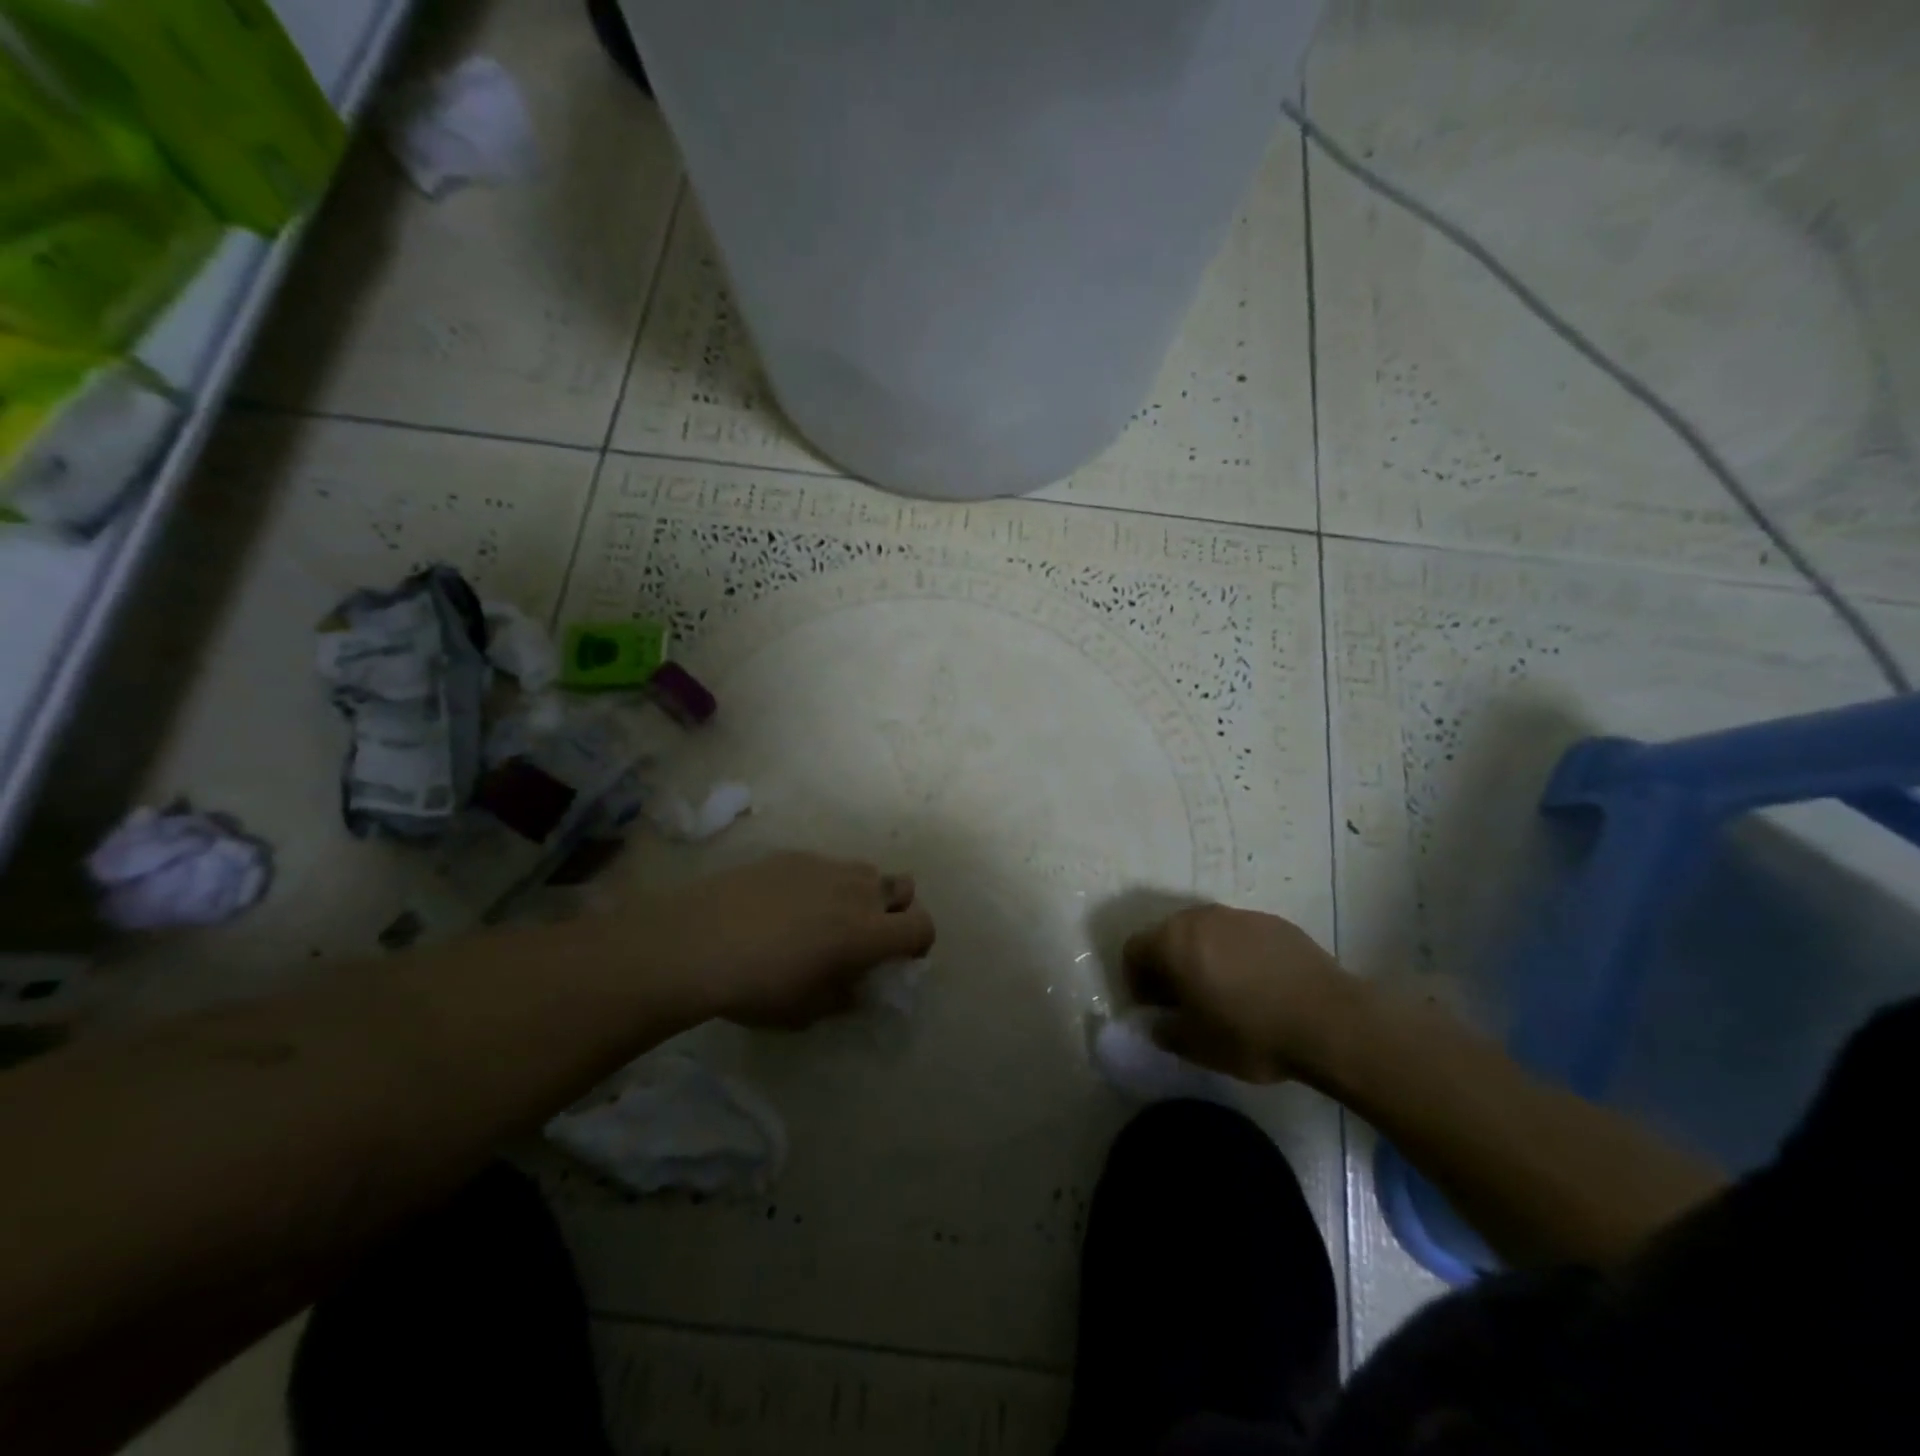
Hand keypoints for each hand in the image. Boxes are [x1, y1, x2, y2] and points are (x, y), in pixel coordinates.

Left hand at [651, 853, 935, 1028]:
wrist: (697, 941)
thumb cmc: (758, 987)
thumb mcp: (807, 1011)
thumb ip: (843, 996)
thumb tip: (854, 986)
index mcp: (868, 933)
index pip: (921, 926)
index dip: (919, 942)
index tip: (901, 957)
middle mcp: (857, 891)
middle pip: (904, 887)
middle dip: (897, 909)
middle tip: (868, 933)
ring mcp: (825, 867)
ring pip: (866, 872)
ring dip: (863, 893)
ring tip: (829, 915)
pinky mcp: (794, 856)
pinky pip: (826, 866)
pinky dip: (824, 883)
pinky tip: (787, 904)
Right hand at [1122, 905, 1360, 1082]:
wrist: (1330, 1020)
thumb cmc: (1251, 1033)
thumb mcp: (1197, 1046)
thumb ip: (1166, 1031)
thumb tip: (1159, 1023)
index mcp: (1173, 941)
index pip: (1133, 950)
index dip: (1135, 979)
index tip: (1152, 1008)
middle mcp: (1200, 917)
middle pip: (1168, 935)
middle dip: (1167, 965)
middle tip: (1183, 1000)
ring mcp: (1239, 915)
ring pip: (1205, 932)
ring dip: (1202, 957)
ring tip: (1222, 992)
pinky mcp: (1273, 922)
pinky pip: (1239, 935)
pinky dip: (1235, 954)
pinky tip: (1257, 985)